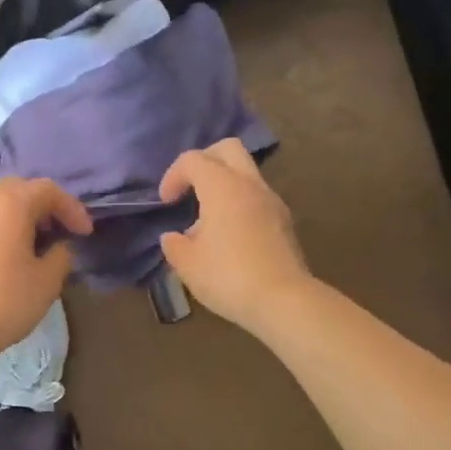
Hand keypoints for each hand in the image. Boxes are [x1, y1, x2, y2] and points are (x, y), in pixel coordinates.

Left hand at [0, 178, 91, 355]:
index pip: (48, 190)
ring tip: (35, 244)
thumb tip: (58, 247)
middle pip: (18, 189)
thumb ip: (61, 255)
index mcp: (11, 204)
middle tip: (60, 230)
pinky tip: (7, 256)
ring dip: (19, 216)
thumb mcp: (48, 281)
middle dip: (43, 205)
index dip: (72, 209)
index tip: (86, 233)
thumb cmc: (6, 301)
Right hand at [158, 139, 314, 332]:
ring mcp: (272, 201)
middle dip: (204, 160)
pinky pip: (256, 197)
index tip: (166, 202)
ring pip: (245, 173)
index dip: (173, 175)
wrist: (283, 300)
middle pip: (227, 149)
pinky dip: (239, 203)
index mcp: (222, 187)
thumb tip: (173, 237)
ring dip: (222, 185)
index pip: (193, 160)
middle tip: (189, 187)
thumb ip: (175, 245)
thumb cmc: (228, 277)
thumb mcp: (187, 264)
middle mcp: (250, 185)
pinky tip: (229, 236)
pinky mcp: (284, 221)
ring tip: (207, 220)